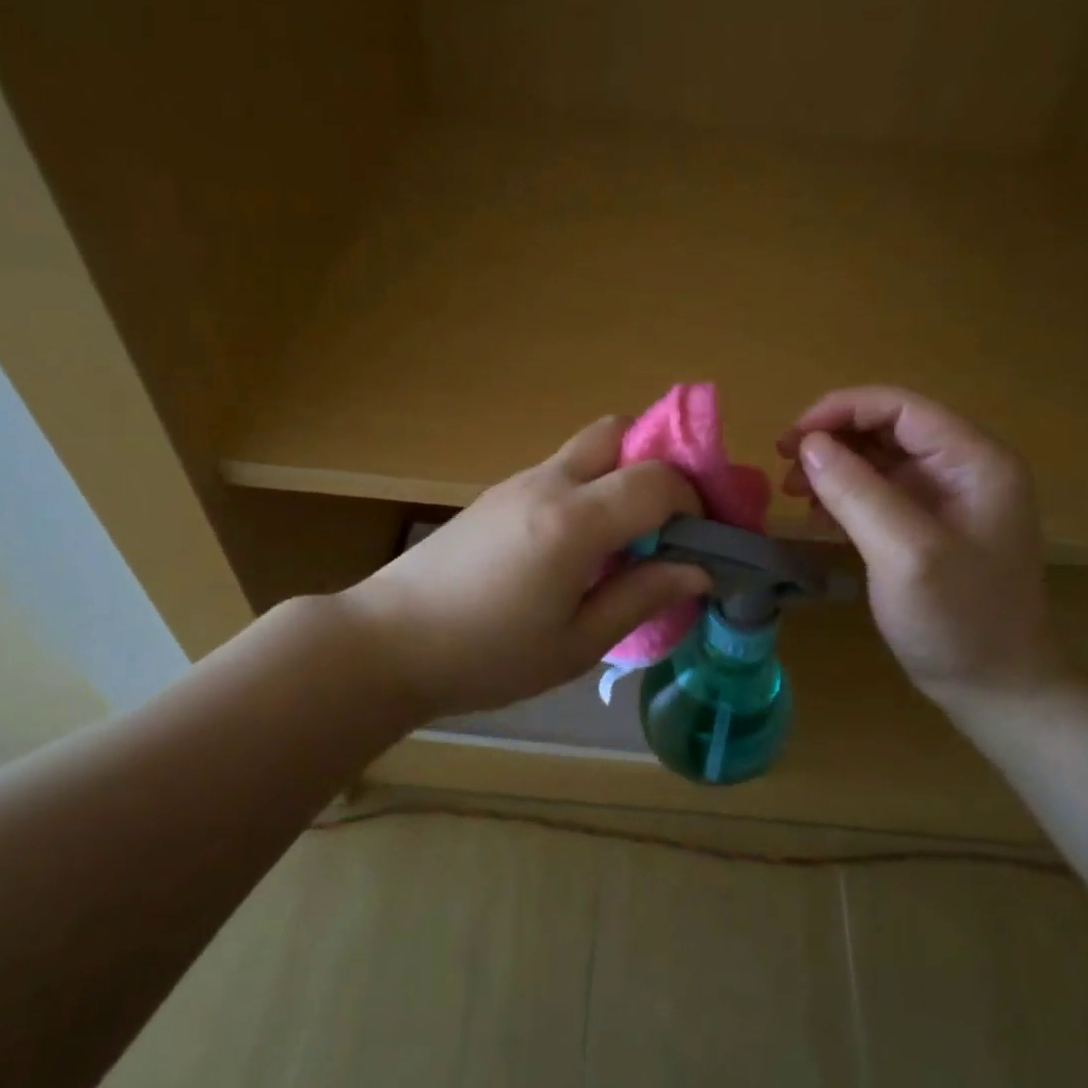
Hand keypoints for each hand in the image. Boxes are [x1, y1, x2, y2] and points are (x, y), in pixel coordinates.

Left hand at [339, 417, 709, 714]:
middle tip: (669, 519)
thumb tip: (698, 570)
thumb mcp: (576, 644)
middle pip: (619, 431)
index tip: (700, 542)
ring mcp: (517, 482)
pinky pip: (560, 471)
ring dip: (622, 475)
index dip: (693, 502)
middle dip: (658, 461)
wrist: (387, 643)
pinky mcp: (496, 495)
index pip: (658, 479)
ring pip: (588, 448)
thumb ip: (641, 597)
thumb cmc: (487, 656)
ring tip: (627, 538)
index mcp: (574, 521)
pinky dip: (590, 489)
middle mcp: (549, 483)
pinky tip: (579, 546)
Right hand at [777, 387, 1069, 708]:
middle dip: (832, 441)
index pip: (899, 406)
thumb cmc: (959, 620)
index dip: (839, 411)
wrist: (997, 688)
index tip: (790, 441)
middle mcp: (963, 468)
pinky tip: (819, 520)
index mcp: (974, 460)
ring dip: (833, 468)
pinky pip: (879, 492)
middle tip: (785, 470)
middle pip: (886, 428)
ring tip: (795, 494)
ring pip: (878, 459)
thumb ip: (857, 492)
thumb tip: (808, 445)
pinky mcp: (928, 525)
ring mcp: (946, 498)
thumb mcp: (904, 553)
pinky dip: (844, 497)